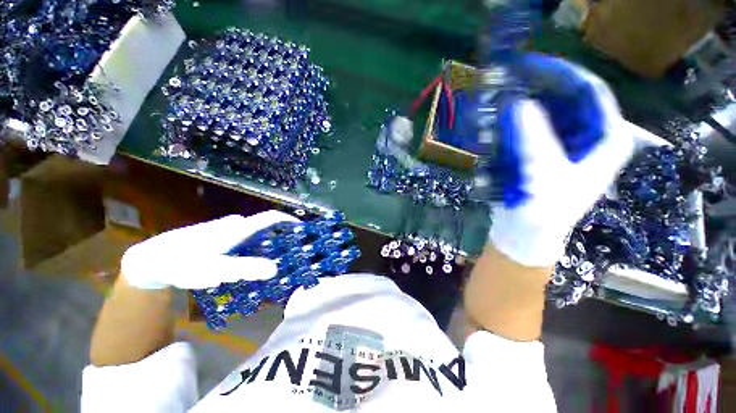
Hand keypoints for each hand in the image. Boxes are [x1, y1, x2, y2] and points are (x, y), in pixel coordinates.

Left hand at [121, 211, 299, 289]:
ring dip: (265, 244)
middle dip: (279, 238)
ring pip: (253, 235)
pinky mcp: (219, 237)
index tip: (302, 229)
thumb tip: (275, 268)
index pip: (270, 217)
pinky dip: (252, 248)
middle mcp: (235, 226)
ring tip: (272, 261)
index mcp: (238, 228)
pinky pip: (243, 240)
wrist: (152, 260)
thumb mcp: (215, 269)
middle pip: (264, 227)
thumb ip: (245, 268)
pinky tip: (248, 262)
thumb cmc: (182, 262)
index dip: (288, 220)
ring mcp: (226, 230)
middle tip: (288, 254)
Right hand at [489, 54, 633, 266]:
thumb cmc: (544, 212)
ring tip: (500, 98)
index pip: (592, 92)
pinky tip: (498, 121)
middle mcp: (589, 137)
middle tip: (509, 82)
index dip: (564, 75)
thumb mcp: (544, 176)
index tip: (532, 67)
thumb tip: (519, 104)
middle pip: (568, 100)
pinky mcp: (544, 154)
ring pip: (548, 114)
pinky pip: (531, 129)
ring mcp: (565, 146)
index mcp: (605, 140)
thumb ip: (535, 140)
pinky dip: (515, 123)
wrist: (525, 235)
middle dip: (540, 90)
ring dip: (524, 106)